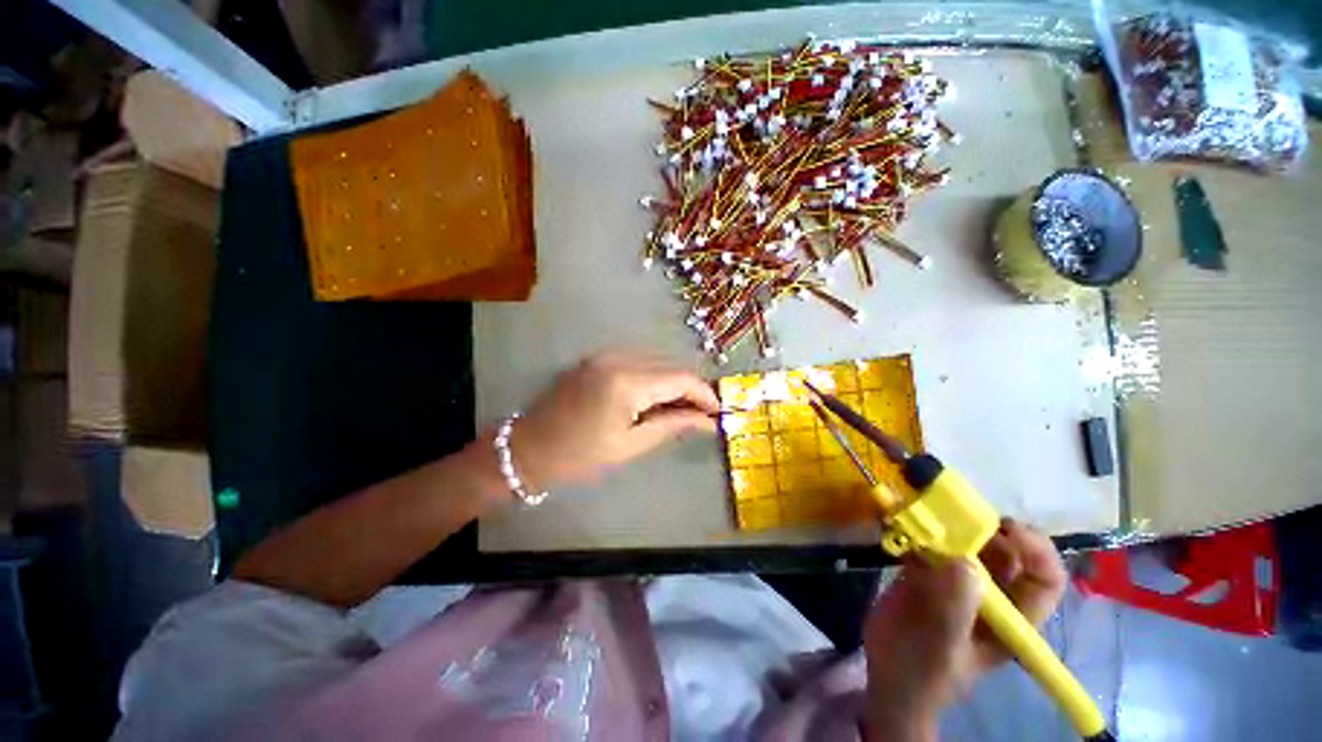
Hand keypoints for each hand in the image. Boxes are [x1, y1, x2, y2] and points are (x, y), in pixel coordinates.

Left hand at [508, 353, 719, 492]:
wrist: (529, 448)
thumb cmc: (580, 455)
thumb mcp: (631, 445)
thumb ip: (672, 425)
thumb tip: (708, 422)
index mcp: (626, 382)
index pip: (680, 378)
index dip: (704, 394)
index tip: (718, 413)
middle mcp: (618, 358)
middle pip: (669, 366)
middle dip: (690, 389)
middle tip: (701, 415)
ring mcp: (605, 354)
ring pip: (655, 362)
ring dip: (672, 383)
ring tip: (681, 409)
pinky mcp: (598, 358)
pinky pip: (637, 362)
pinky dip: (653, 378)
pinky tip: (655, 398)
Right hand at [863, 520, 1066, 741]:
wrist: (886, 676)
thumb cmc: (922, 672)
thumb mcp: (941, 645)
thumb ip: (954, 607)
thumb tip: (964, 561)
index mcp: (1010, 619)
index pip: (1044, 580)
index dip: (1036, 550)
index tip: (1004, 527)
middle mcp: (990, 595)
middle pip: (1003, 551)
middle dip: (983, 526)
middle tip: (951, 510)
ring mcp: (956, 582)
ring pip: (963, 542)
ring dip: (944, 522)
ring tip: (919, 509)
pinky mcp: (926, 573)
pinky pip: (926, 543)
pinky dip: (913, 527)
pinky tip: (895, 520)